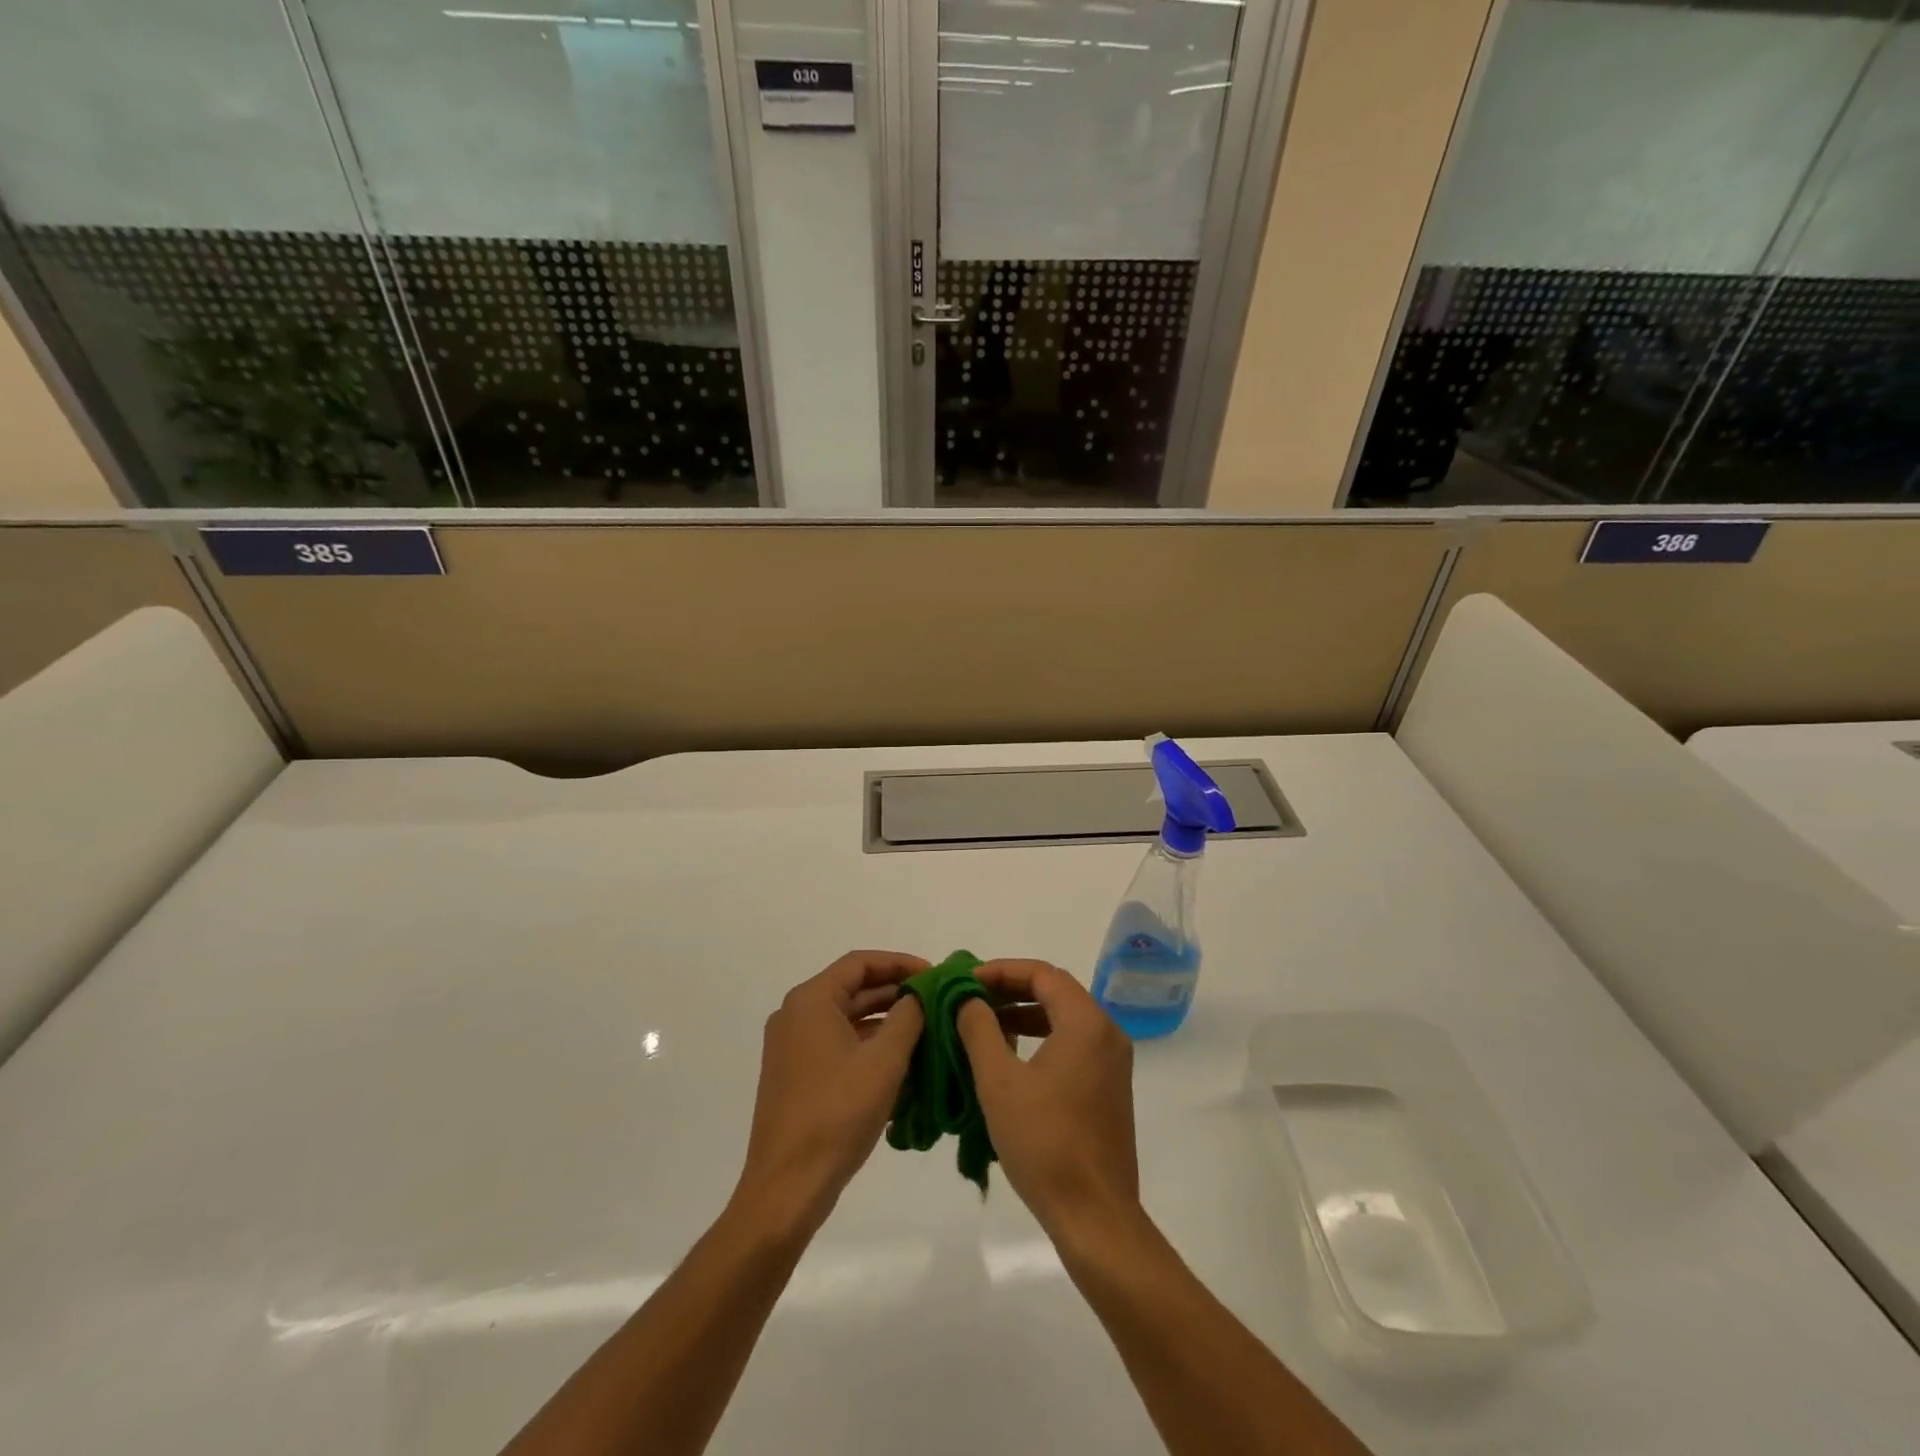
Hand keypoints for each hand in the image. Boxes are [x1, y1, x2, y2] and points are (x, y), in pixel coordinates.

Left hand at [734, 951, 927, 1236]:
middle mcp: (795, 1015)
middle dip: (896, 992)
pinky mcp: (795, 1075)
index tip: (934, 974)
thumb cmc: (837, 1114)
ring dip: (885, 1021)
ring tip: (927, 1029)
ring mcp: (792, 1047)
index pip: (861, 963)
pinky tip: (901, 1061)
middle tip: (936, 1000)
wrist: (787, 1187)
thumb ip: (908, 1016)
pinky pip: (838, 1045)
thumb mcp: (884, 1061)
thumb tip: (920, 994)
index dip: (900, 963)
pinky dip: (868, 1045)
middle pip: (852, 988)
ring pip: (847, 1019)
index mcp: (810, 1001)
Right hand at [956, 960, 1138, 1236]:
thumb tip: (968, 999)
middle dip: (1011, 989)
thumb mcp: (999, 1081)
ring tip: (984, 1022)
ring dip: (1024, 1013)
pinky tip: (1011, 1054)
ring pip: (1064, 1017)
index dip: (1001, 970)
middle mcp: (1107, 1032)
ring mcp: (1112, 1060)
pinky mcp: (1109, 1086)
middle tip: (971, 997)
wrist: (1094, 1216)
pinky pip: (1073, 1042)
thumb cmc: (1044, 1143)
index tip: (966, 980)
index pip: (1042, 973)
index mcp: (1086, 1023)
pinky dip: (1041, 1036)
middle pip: (1055, 991)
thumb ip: (980, 1029)